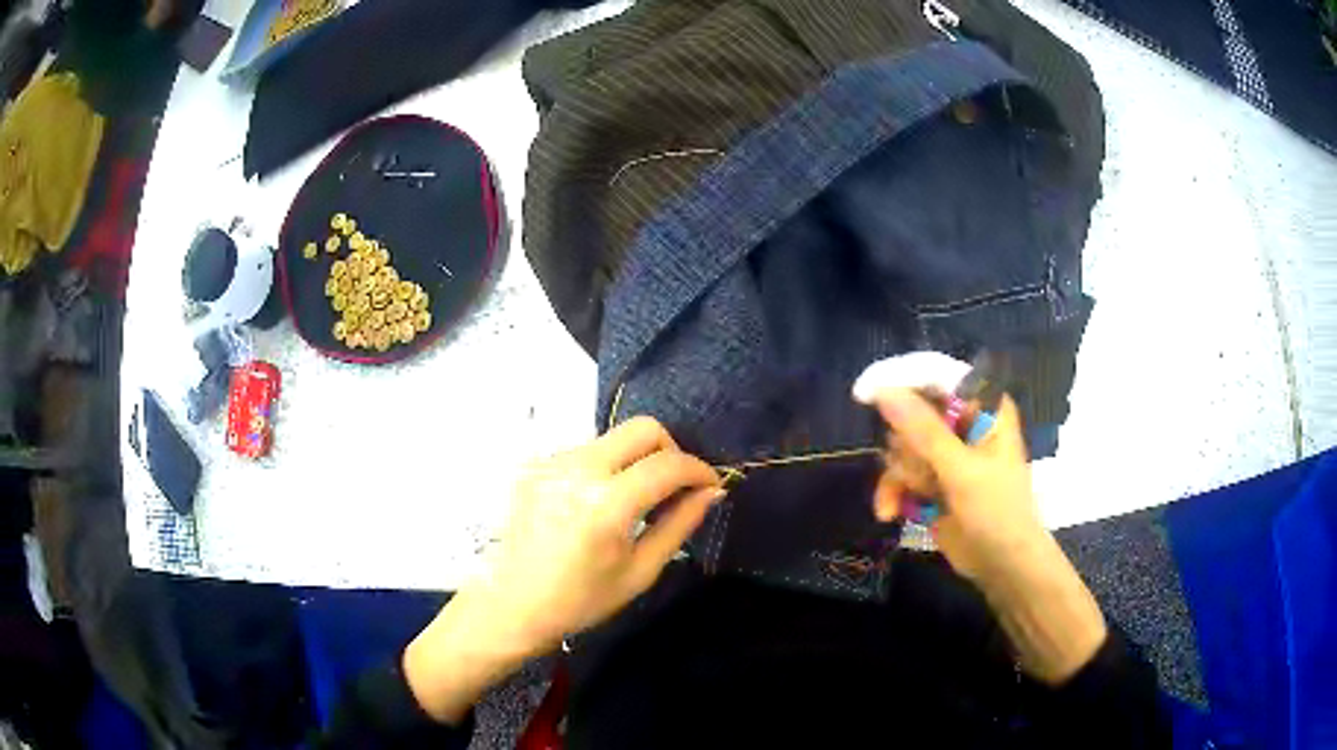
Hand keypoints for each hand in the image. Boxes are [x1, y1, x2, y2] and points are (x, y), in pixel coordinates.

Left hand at [405, 418, 721, 720]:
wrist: (512, 604)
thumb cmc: (581, 600)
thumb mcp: (640, 571)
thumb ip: (679, 524)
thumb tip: (712, 491)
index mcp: (606, 504)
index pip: (668, 464)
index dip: (699, 470)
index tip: (711, 485)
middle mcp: (577, 470)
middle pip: (642, 428)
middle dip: (670, 451)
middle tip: (674, 486)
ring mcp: (552, 462)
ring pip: (614, 438)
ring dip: (636, 459)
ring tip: (635, 500)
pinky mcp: (536, 465)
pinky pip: (586, 451)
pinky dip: (606, 468)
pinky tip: (598, 503)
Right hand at [869, 390, 1042, 583]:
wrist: (1001, 565)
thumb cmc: (996, 511)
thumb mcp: (962, 470)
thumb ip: (924, 431)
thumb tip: (883, 392)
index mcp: (983, 407)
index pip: (937, 376)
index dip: (902, 380)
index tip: (866, 393)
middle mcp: (963, 422)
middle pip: (912, 412)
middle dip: (907, 448)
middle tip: (920, 472)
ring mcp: (945, 452)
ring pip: (901, 445)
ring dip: (900, 475)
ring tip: (918, 496)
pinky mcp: (931, 479)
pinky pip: (898, 473)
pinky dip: (892, 492)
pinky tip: (890, 512)